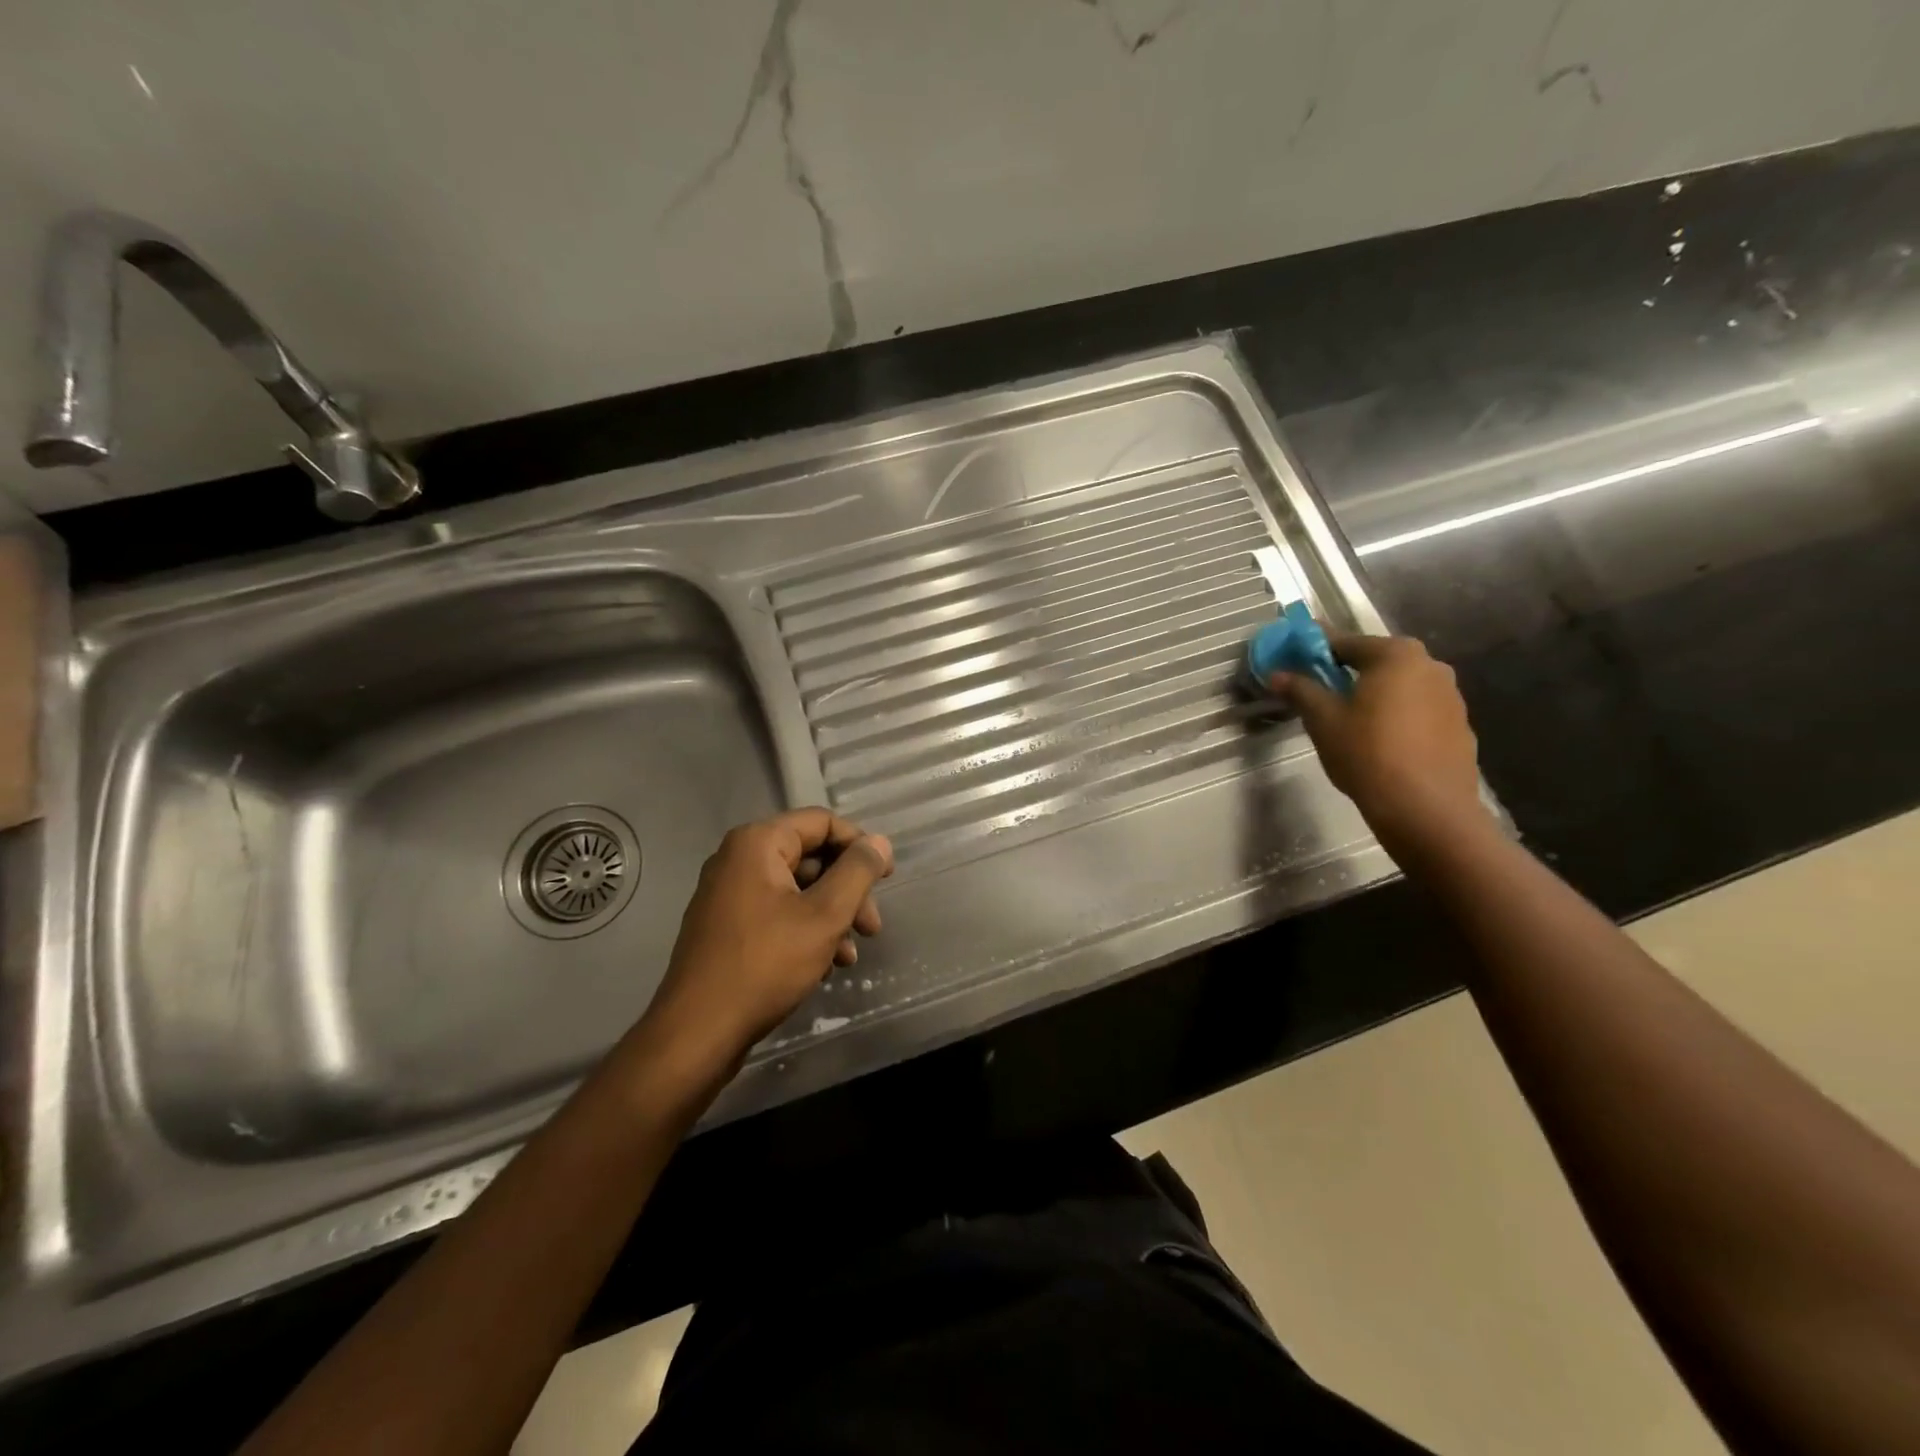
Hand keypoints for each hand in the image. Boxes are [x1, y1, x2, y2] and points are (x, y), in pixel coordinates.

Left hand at [641, 809, 893, 1067]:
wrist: (697, 1033)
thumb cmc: (765, 965)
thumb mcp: (824, 916)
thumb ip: (857, 872)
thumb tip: (880, 842)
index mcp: (757, 843)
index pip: (822, 822)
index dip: (860, 846)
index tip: (887, 879)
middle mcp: (738, 859)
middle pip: (811, 857)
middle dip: (848, 890)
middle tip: (872, 927)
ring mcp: (728, 894)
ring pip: (798, 890)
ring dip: (832, 916)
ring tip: (851, 955)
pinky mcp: (727, 927)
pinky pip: (778, 913)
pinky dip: (807, 931)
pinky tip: (826, 966)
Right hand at [1272, 631, 1485, 845]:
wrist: (1426, 809)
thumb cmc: (1368, 754)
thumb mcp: (1323, 720)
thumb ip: (1301, 690)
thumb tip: (1277, 674)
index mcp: (1396, 655)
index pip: (1345, 642)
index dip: (1315, 649)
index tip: (1293, 657)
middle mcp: (1430, 665)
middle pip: (1376, 662)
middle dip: (1346, 672)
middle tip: (1318, 691)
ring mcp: (1451, 696)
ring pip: (1399, 687)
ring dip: (1373, 694)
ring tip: (1348, 719)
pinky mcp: (1459, 726)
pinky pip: (1418, 711)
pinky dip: (1396, 716)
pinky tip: (1379, 741)